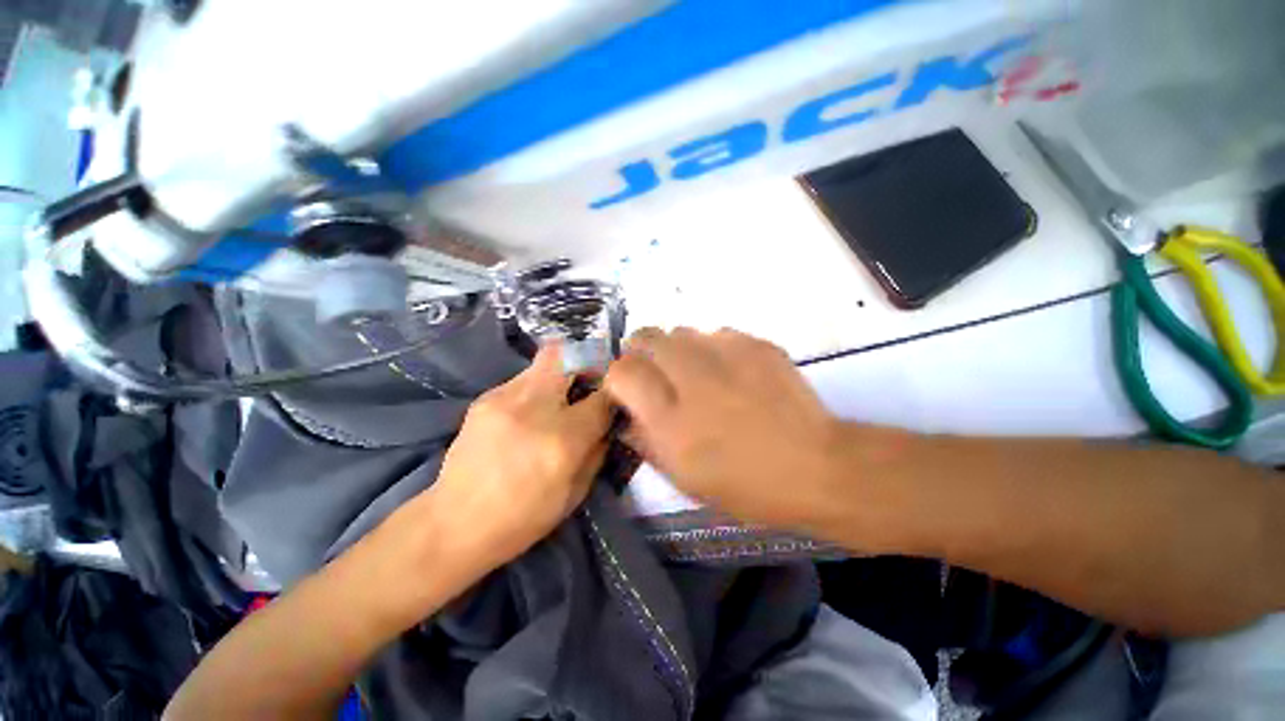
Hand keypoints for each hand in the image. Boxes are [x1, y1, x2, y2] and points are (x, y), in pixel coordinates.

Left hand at [426, 343, 611, 570]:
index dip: (613, 394)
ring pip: (545, 360)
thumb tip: (608, 421)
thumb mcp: (576, 492)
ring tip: (559, 399)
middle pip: (568, 355)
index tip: (613, 398)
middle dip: (586, 360)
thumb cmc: (524, 517)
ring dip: (561, 373)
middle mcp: (535, 408)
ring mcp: (504, 398)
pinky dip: (536, 388)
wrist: (455, 525)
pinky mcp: (484, 398)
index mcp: (563, 439)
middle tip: (590, 380)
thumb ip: (598, 450)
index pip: (603, 396)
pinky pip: (523, 378)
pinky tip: (530, 413)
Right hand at [604, 327, 842, 528]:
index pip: (621, 371)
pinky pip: (717, 334)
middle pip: (645, 336)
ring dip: (678, 350)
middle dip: (642, 352)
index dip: (619, 377)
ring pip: (681, 331)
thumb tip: (628, 414)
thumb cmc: (745, 485)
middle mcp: (691, 376)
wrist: (816, 467)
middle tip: (658, 375)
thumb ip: (646, 440)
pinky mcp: (755, 344)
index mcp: (669, 417)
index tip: (628, 389)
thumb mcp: (683, 478)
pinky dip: (713, 350)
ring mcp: (726, 354)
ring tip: (698, 375)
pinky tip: (732, 373)